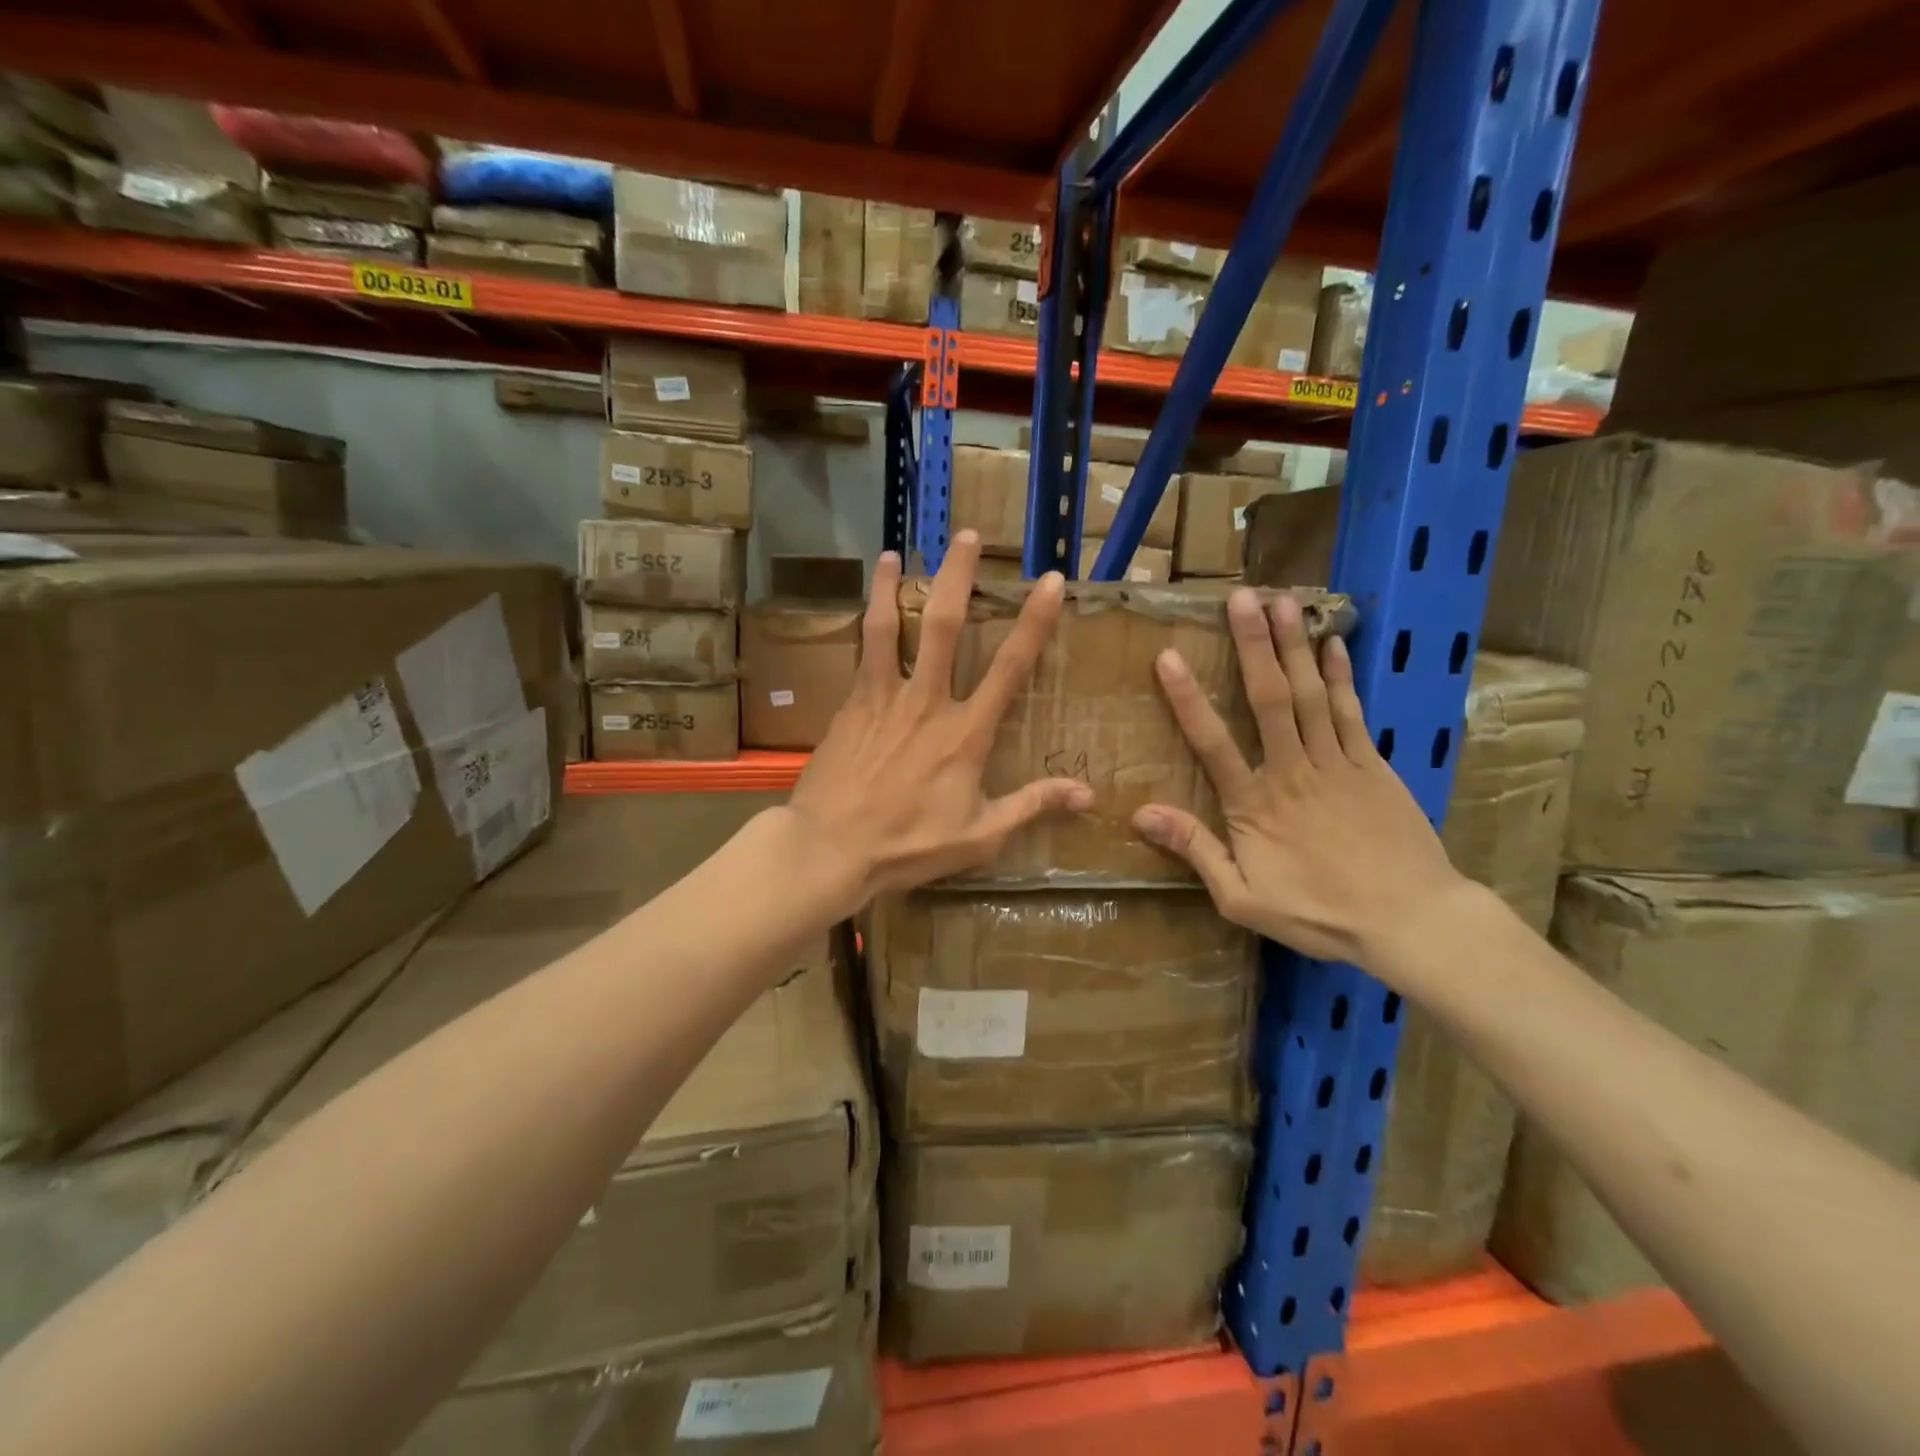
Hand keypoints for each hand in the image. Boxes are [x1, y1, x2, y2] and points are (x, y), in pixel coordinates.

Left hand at [788, 532, 1092, 906]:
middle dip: (956, 576)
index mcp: (965, 733)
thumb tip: (1086, 794)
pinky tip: (864, 610)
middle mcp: (926, 702)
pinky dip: (865, 624)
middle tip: (964, 536)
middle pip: (942, 625)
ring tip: (893, 554)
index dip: (1033, 622)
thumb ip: (1032, 805)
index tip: (1049, 582)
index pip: (1009, 668)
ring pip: (888, 628)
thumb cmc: (909, 845)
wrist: (830, 848)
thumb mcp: (980, 835)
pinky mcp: (850, 706)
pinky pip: (860, 654)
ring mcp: (882, 699)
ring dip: (892, 586)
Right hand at [1133, 589, 1466, 970]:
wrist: (1410, 921)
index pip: (1213, 743)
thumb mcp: (1242, 898)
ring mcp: (1337, 763)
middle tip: (1240, 598)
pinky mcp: (1372, 765)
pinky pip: (1353, 712)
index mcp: (1254, 805)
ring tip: (1281, 602)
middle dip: (1252, 646)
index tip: (1168, 657)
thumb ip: (1195, 851)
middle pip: (1268, 700)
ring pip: (1310, 695)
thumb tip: (1142, 813)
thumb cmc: (1319, 913)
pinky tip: (1331, 644)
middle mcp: (1292, 771)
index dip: (1187, 699)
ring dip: (1293, 647)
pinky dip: (1341, 676)